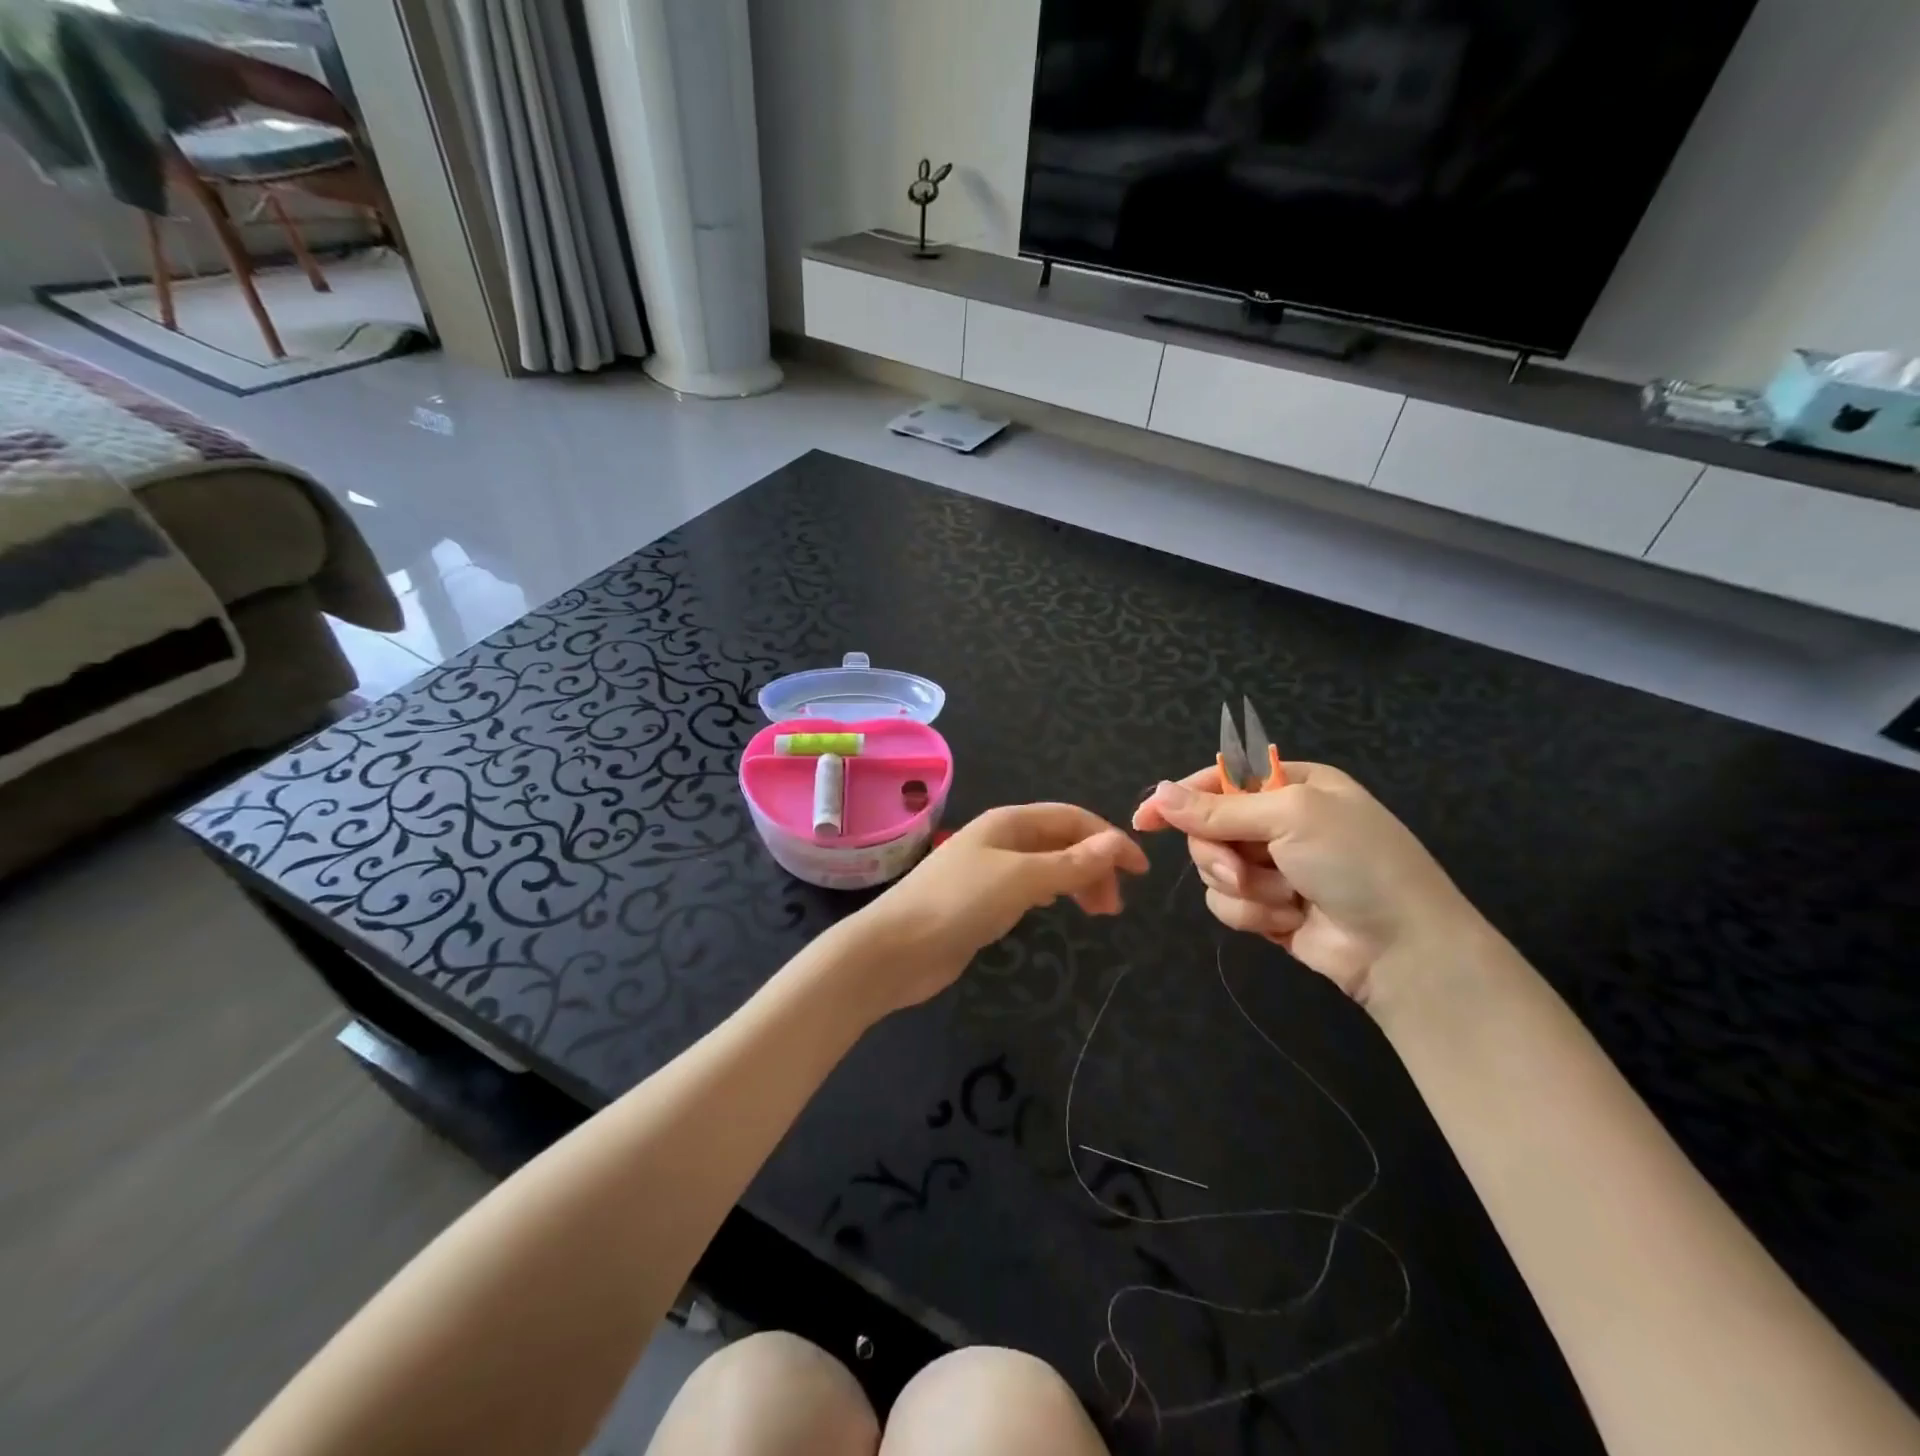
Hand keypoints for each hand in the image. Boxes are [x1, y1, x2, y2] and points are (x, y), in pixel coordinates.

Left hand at [855, 804, 1148, 1013]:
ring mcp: (990, 870)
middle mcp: (1001, 839)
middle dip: (1094, 864)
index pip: (1072, 819)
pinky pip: (1029, 887)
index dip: (1109, 839)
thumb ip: (1070, 863)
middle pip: (1061, 841)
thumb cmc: (959, 903)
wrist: (896, 949)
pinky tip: (1058, 907)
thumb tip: (1116, 843)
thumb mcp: (1021, 879)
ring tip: (1099, 913)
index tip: (1141, 871)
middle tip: (1115, 906)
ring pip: (1047, 865)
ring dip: (1077, 881)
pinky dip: (1052, 893)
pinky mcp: (982, 901)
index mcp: (1010, 822)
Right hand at [1132, 762, 1485, 1009]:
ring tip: (1283, 900)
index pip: (1219, 780)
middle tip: (1241, 870)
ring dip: (1243, 888)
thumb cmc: (1355, 863)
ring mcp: (1273, 866)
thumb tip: (1157, 793)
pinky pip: (1226, 903)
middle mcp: (1279, 821)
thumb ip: (1218, 809)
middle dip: (1220, 853)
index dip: (1180, 797)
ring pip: (1212, 868)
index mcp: (1291, 784)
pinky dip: (1252, 914)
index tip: (1146, 818)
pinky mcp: (1267, 907)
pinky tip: (1288, 921)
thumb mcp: (1289, 818)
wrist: (1403, 949)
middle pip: (1208, 828)